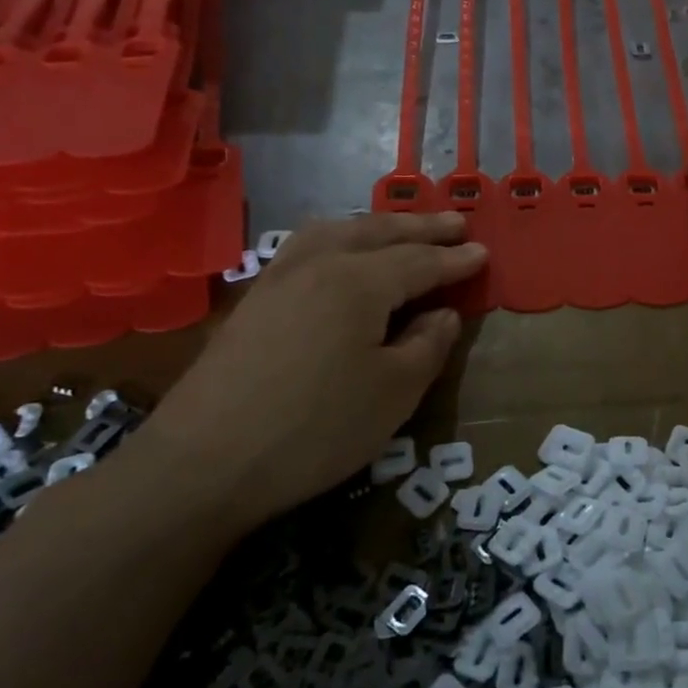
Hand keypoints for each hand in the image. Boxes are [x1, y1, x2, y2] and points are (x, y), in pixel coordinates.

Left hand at [137, 212, 486, 531]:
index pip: (420, 261)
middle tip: (456, 223)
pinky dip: (339, 238)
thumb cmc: (316, 428)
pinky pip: (308, 248)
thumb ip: (428, 344)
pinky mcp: (254, 301)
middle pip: (378, 233)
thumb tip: (443, 313)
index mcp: (359, 281)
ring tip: (400, 229)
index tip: (484, 253)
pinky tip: (339, 255)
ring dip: (377, 226)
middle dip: (421, 228)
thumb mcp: (394, 392)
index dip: (456, 260)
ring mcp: (279, 278)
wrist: (203, 464)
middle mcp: (319, 264)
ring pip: (337, 232)